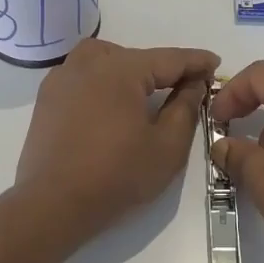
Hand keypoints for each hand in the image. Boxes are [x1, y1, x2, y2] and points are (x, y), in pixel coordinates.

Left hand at [14, 39, 219, 238]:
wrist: (52, 205)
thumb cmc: (117, 176)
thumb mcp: (167, 146)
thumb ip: (186, 107)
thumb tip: (193, 83)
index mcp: (121, 68)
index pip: (169, 58)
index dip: (196, 61)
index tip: (215, 64)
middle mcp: (90, 62)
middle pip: (137, 56)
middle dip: (163, 69)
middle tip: (186, 87)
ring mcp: (63, 77)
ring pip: (107, 59)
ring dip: (131, 70)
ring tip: (145, 93)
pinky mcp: (48, 97)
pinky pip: (84, 75)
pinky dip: (104, 81)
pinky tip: (111, 104)